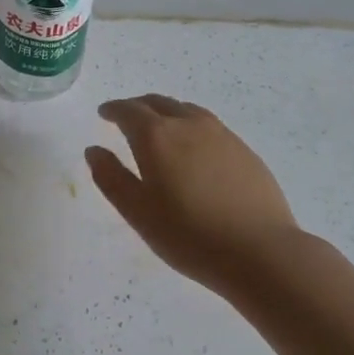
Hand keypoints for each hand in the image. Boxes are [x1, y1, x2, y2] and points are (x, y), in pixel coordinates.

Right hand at [86, 95, 301, 292]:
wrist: (259, 251)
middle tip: (126, 117)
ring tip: (159, 128)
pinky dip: (191, 126)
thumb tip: (94, 150)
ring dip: (166, 112)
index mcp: (156, 137)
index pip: (129, 111)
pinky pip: (209, 125)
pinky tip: (193, 148)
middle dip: (138, 107)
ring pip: (187, 111)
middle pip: (158, 103)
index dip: (113, 110)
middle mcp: (189, 125)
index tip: (104, 113)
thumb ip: (111, 177)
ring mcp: (222, 135)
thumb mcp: (137, 212)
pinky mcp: (244, 150)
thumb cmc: (188, 235)